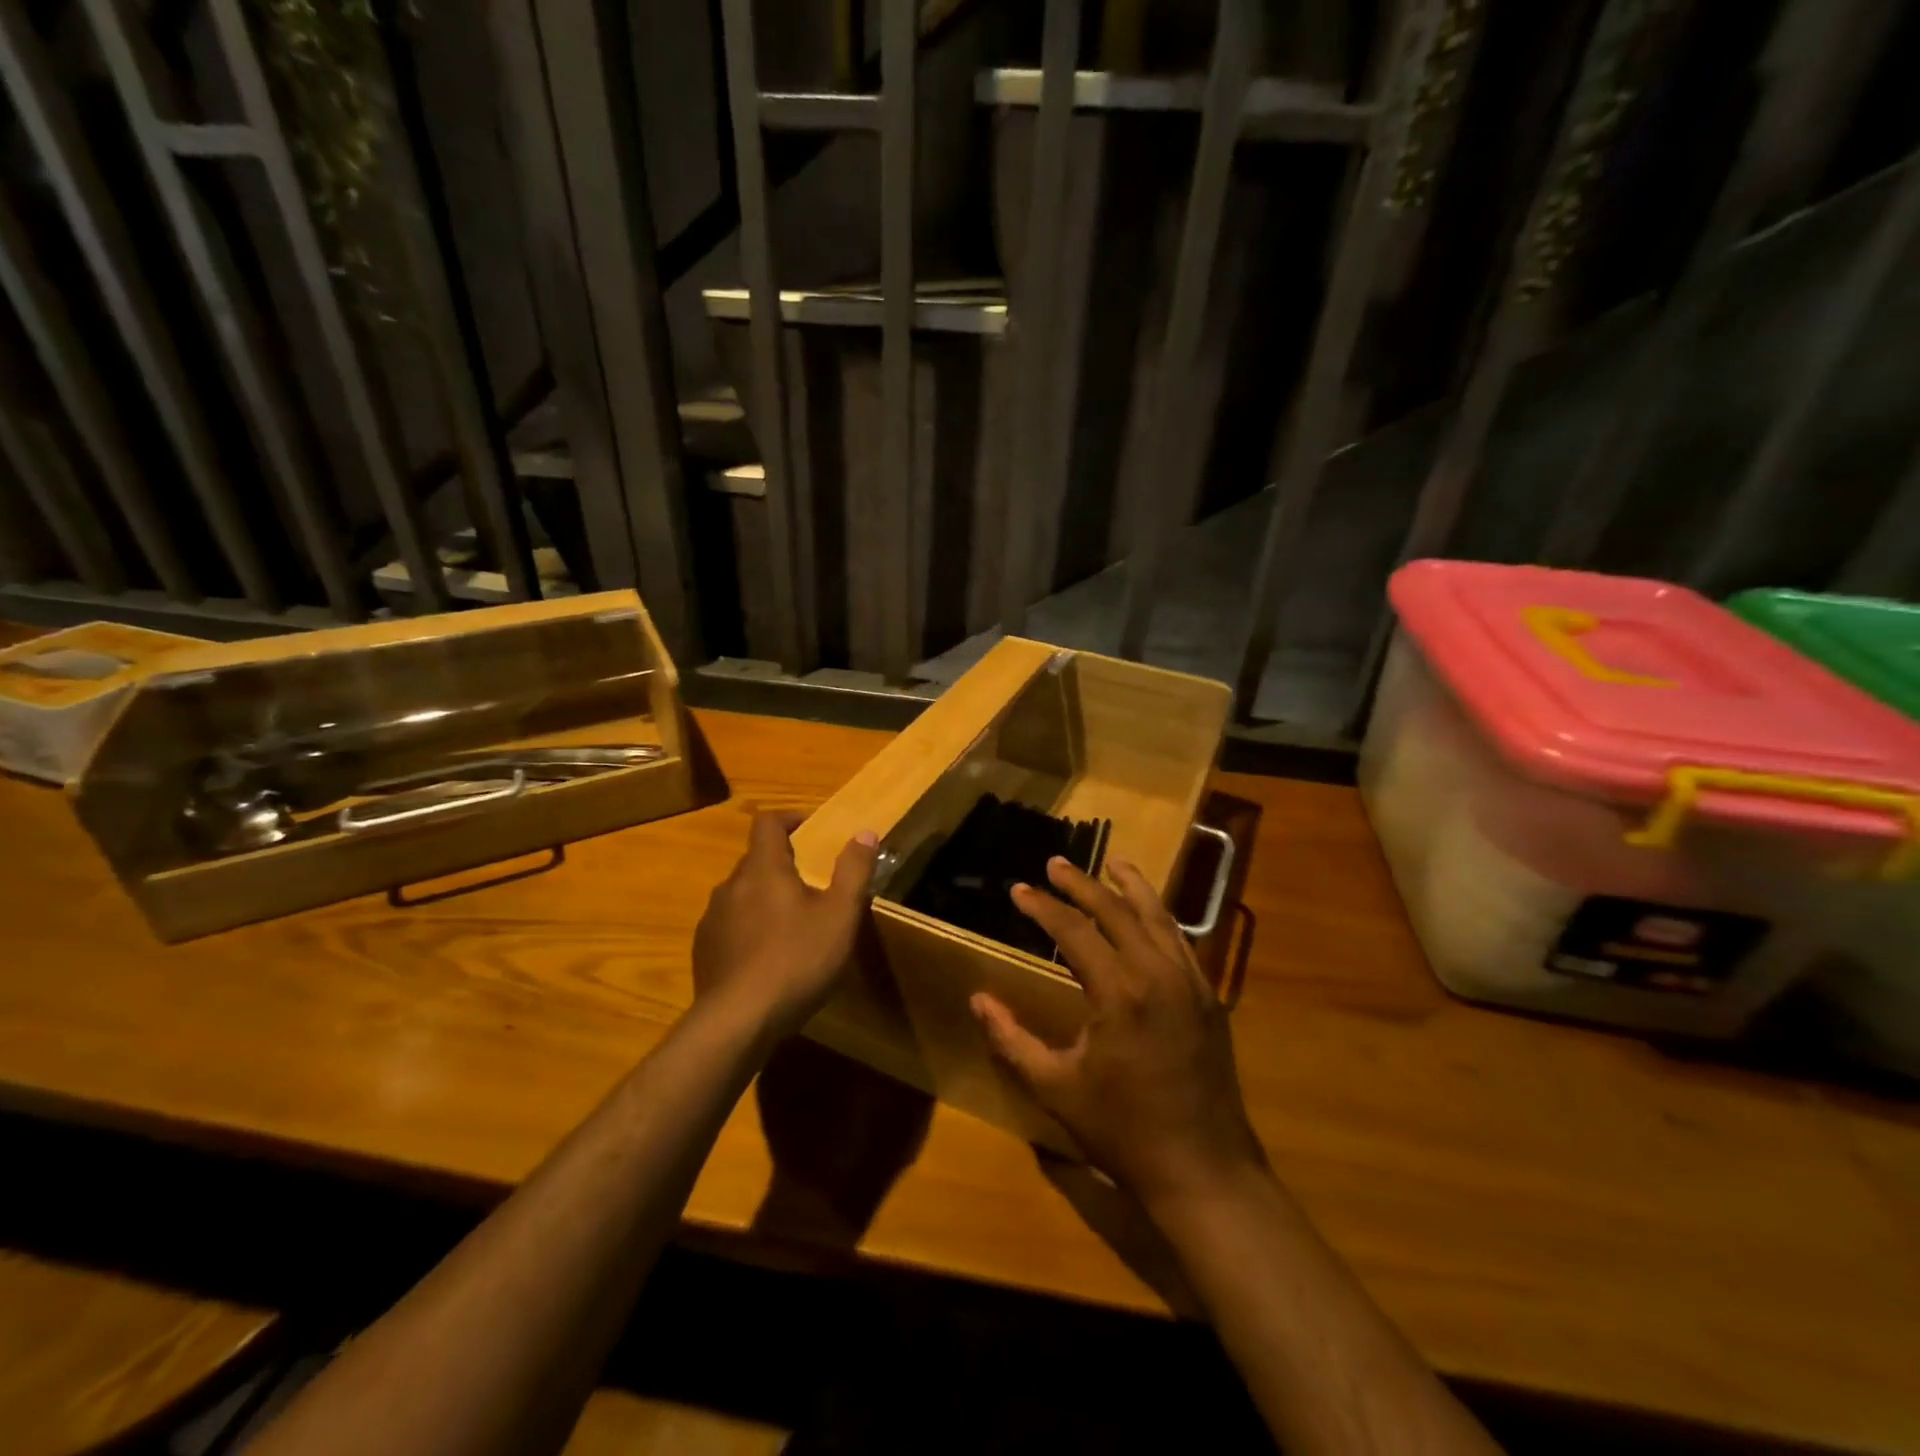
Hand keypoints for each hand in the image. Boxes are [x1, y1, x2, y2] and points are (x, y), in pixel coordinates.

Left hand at [692, 810, 877, 1039]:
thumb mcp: (840, 916)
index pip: (768, 823)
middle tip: (813, 886)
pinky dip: (750, 928)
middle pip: (756, 860)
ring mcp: (712, 919)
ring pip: (742, 894)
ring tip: (792, 925)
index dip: (789, 818)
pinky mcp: (704, 951)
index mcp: (763, 869)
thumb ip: (853, 871)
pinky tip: (767, 958)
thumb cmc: (796, 960)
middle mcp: (731, 885)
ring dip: (765, 898)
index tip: (810, 828)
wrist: (737, 1022)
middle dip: (783, 865)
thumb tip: (865, 832)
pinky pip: (730, 925)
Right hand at [970, 857, 1266, 1206]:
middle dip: (1083, 884)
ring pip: (1158, 917)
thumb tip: (978, 999)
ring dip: (1131, 887)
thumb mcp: (1056, 1088)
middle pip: (1117, 911)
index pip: (1074, 932)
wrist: (1203, 1170)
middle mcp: (1158, 974)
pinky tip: (1149, 912)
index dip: (1043, 907)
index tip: (1019, 890)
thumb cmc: (1123, 1131)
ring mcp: (1190, 982)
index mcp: (1119, 993)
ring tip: (1112, 864)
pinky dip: (1160, 917)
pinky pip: (1181, 941)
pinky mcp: (1208, 996)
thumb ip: (1012, 1040)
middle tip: (1056, 864)